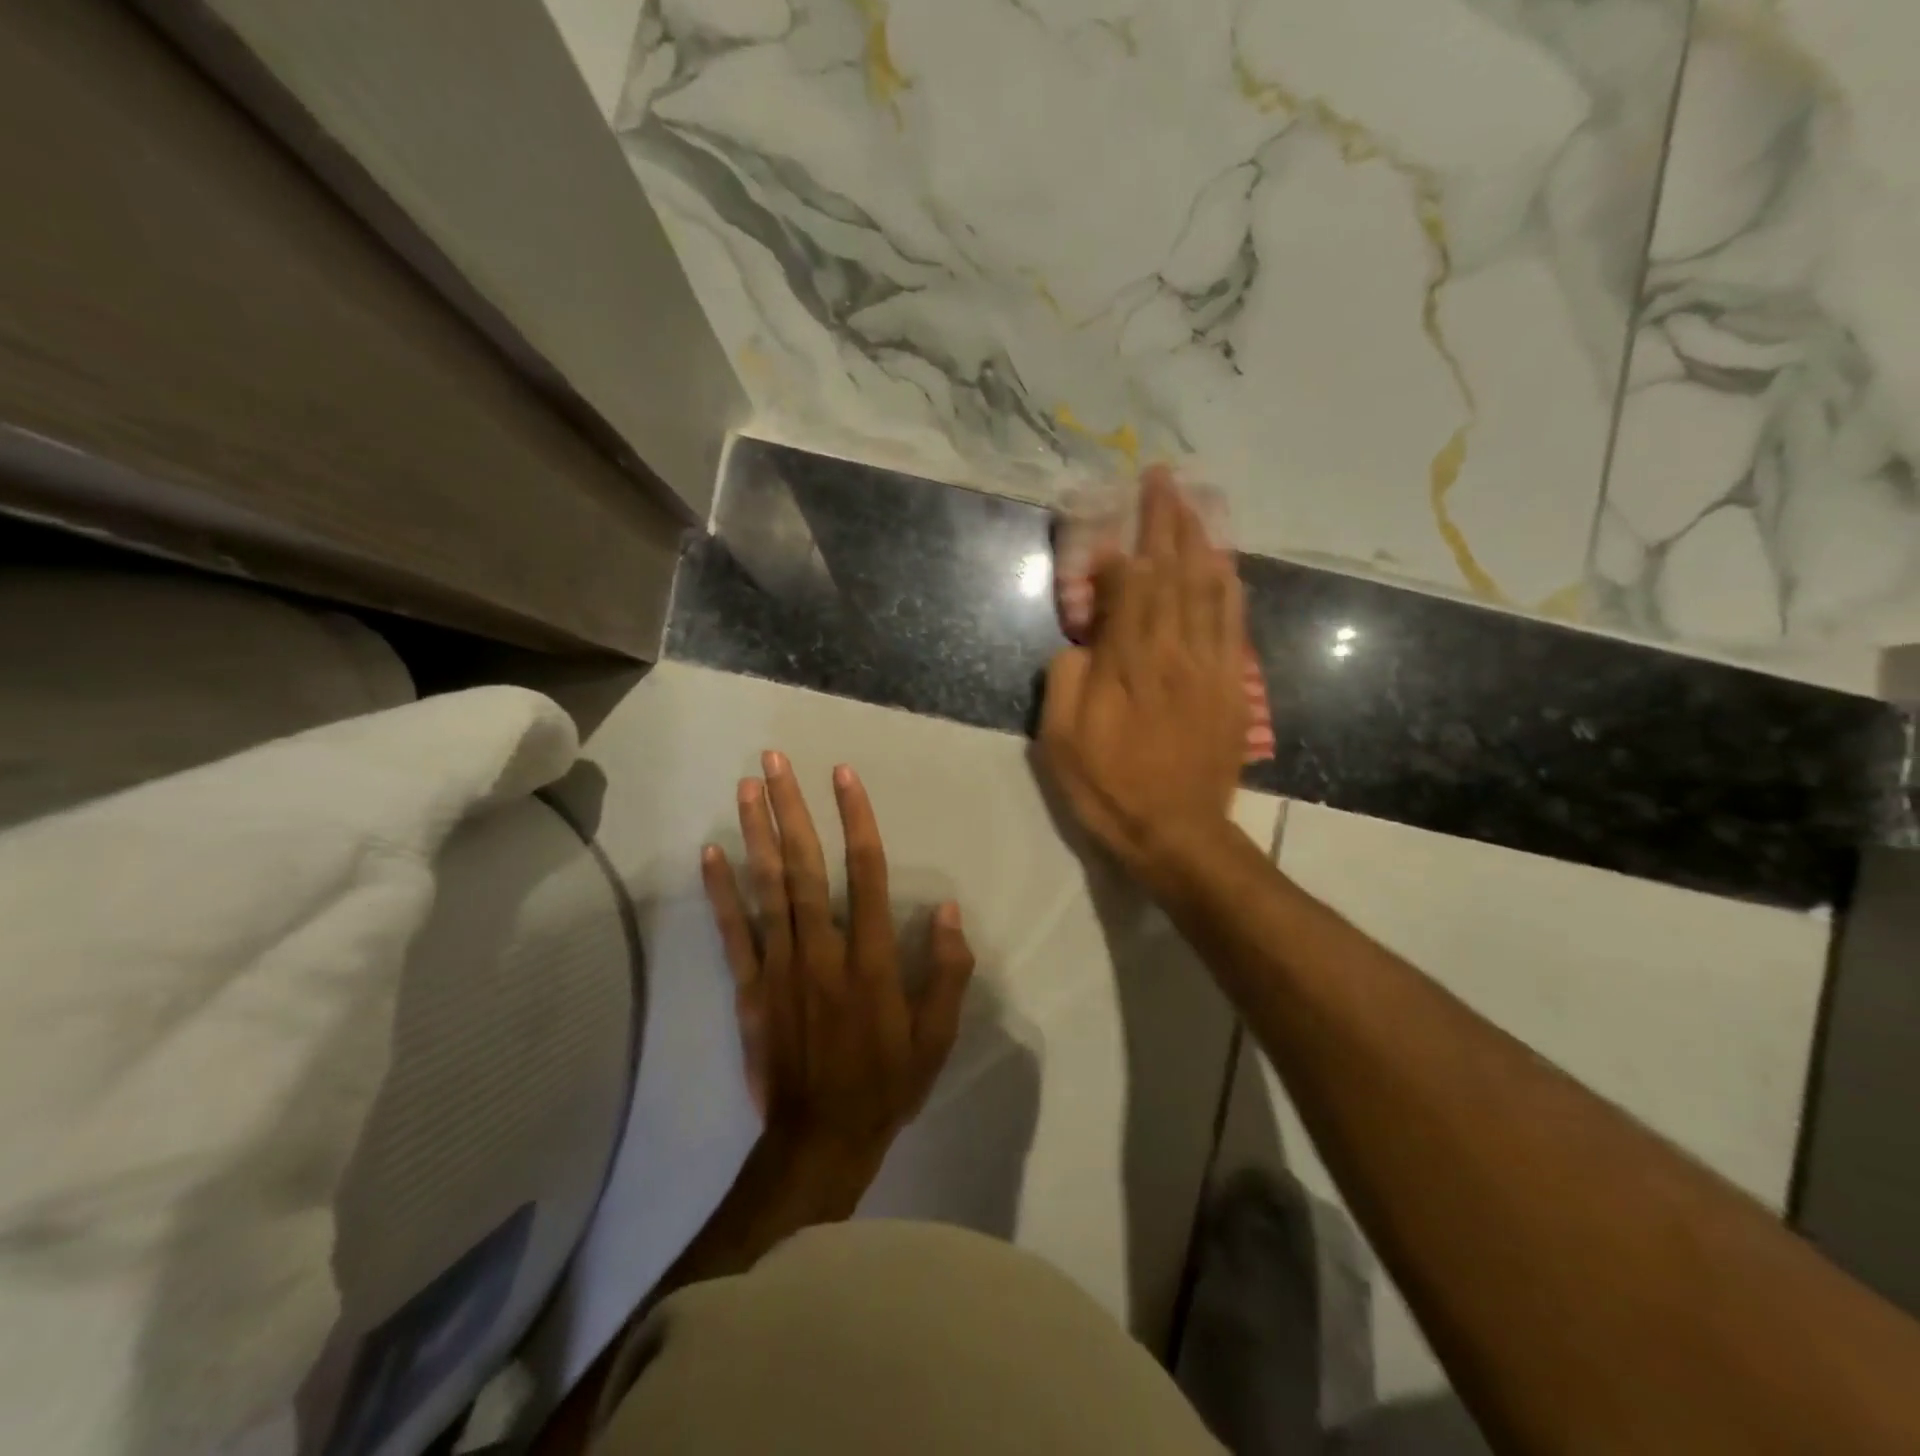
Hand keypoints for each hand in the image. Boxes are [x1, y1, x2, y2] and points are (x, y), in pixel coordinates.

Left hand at [701, 751, 975, 1176]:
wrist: (820, 1139)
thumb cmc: (886, 1083)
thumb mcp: (936, 1037)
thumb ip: (947, 972)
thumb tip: (949, 912)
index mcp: (870, 959)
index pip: (866, 873)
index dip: (856, 819)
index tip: (843, 776)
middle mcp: (822, 950)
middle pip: (805, 867)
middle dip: (791, 809)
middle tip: (775, 761)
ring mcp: (779, 967)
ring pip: (767, 889)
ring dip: (757, 834)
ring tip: (747, 787)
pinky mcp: (749, 988)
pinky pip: (732, 932)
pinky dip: (720, 890)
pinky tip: (712, 851)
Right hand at [1040, 466, 1248, 891]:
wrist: (1176, 834)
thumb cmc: (1107, 789)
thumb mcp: (1060, 741)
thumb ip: (1065, 678)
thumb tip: (1082, 639)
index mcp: (1128, 664)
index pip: (1129, 587)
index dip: (1118, 555)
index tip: (1107, 533)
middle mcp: (1174, 653)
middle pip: (1174, 573)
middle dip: (1167, 521)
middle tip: (1163, 478)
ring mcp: (1210, 667)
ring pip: (1209, 588)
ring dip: (1201, 541)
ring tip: (1193, 504)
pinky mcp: (1232, 687)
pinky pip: (1232, 623)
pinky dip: (1228, 586)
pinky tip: (1224, 564)